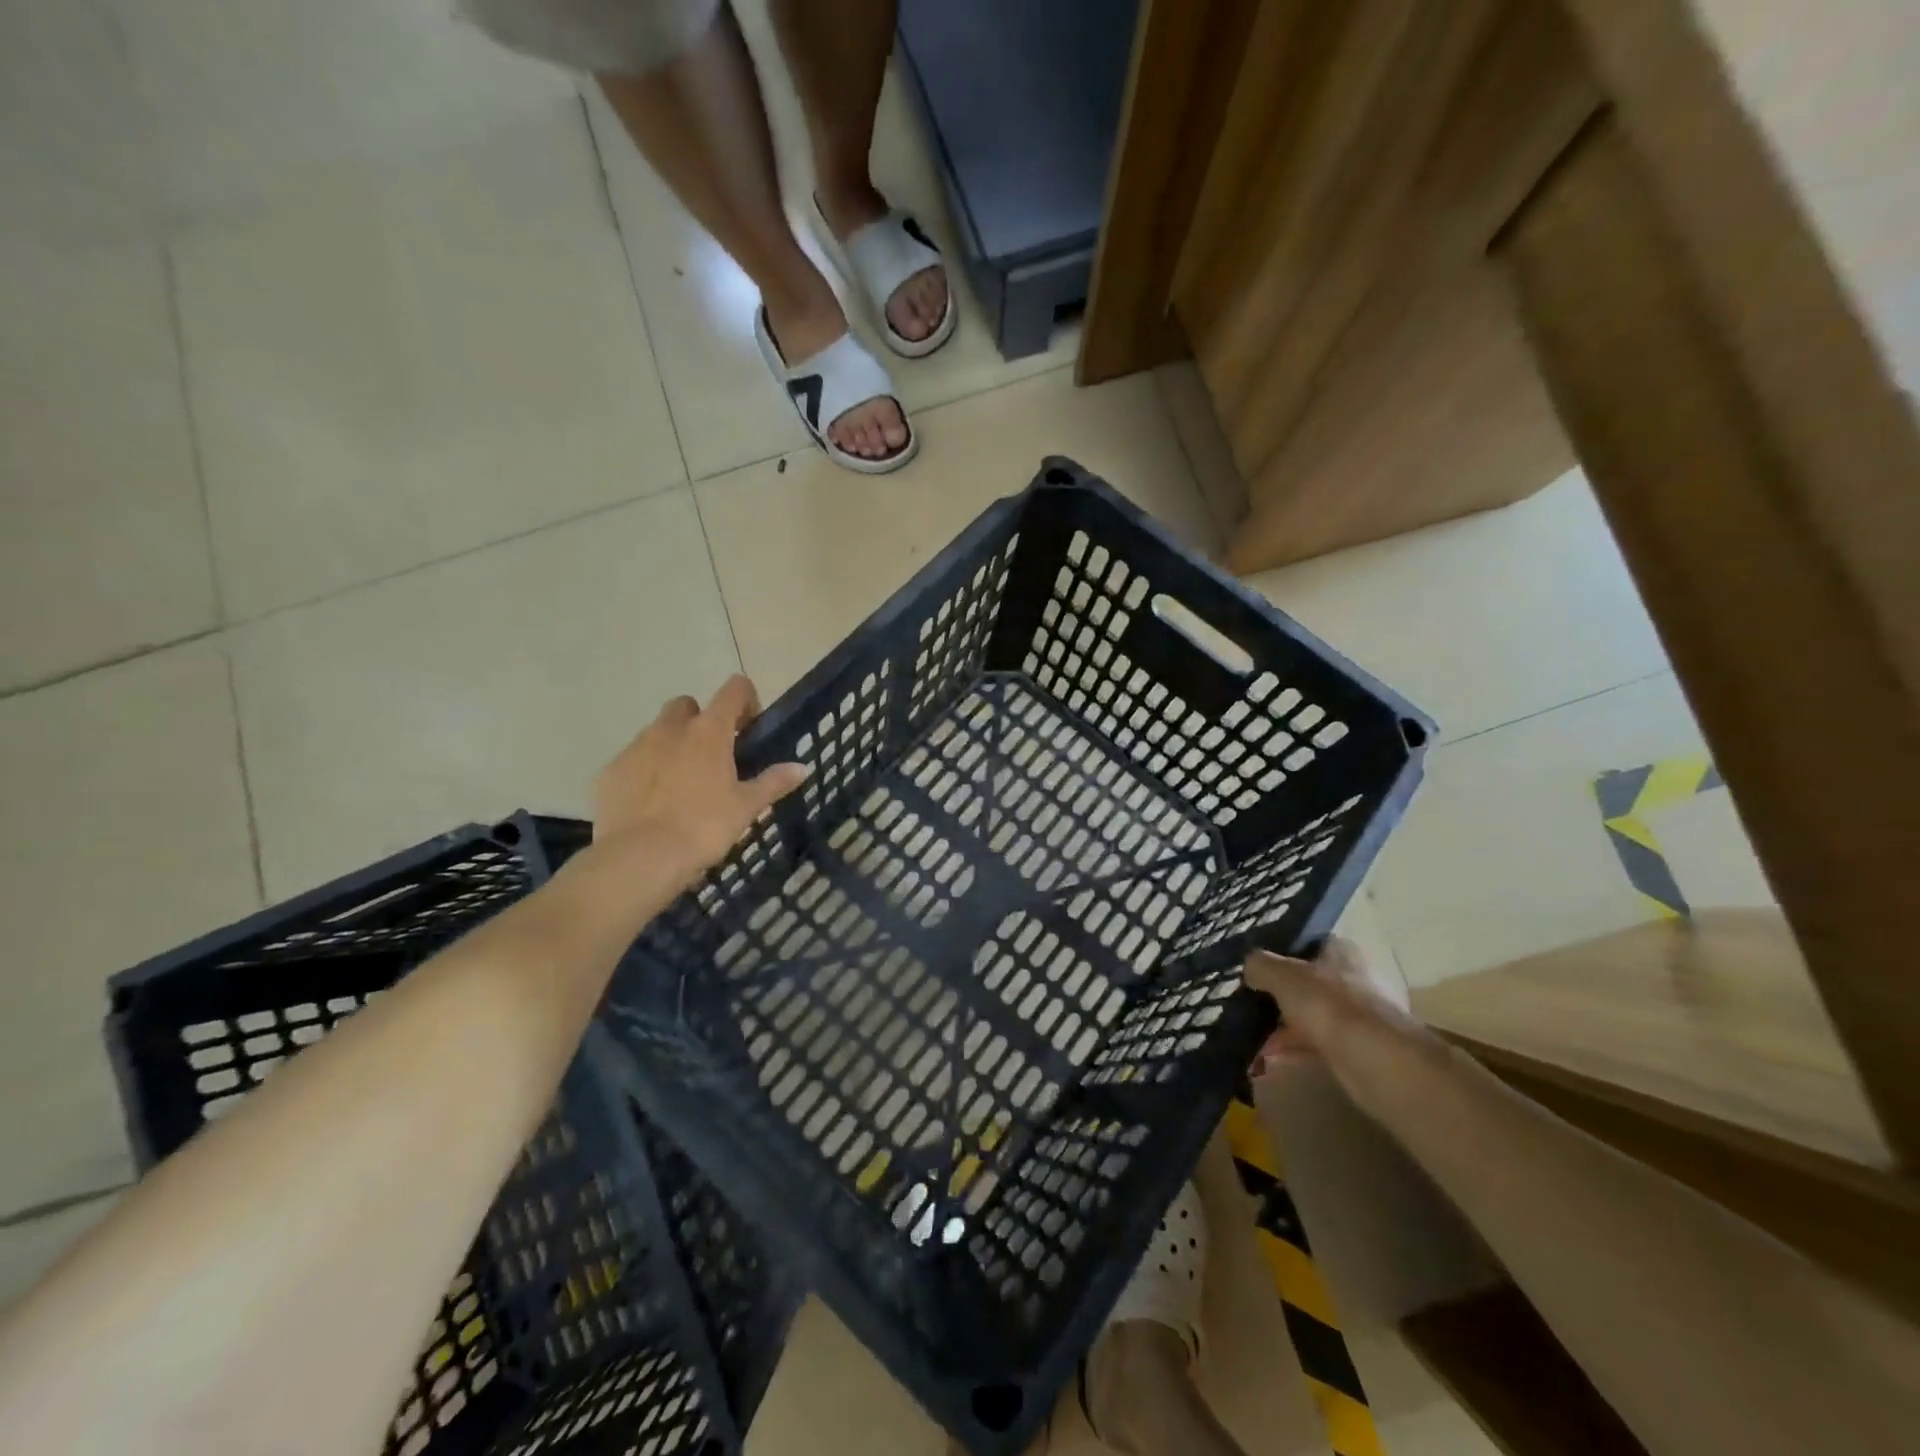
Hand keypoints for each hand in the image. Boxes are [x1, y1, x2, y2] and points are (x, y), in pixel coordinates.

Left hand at [593, 675, 806, 885]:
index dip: (745, 699)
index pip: (733, 689)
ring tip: (681, 783)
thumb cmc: (704, 828)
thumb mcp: (746, 808)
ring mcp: (635, 748)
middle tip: (712, 755)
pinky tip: (652, 803)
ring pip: (656, 732)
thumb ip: (773, 782)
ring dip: (671, 745)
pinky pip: (631, 761)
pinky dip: (644, 772)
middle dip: (699, 721)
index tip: (749, 726)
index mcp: (709, 731)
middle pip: (686, 705)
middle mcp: (669, 729)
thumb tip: (802, 767)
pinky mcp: (609, 772)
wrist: (640, 859)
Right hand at [1243, 939, 1440, 1112]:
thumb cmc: (1328, 1004)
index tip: (1255, 965)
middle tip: (1248, 1000)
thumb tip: (1249, 968)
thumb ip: (1260, 965)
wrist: (1375, 1061)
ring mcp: (1357, 1015)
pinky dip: (1293, 1048)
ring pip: (1310, 1014)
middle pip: (1307, 980)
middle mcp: (1352, 978)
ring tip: (1252, 1034)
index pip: (1307, 942)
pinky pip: (1316, 1043)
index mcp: (1340, 951)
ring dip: (1283, 1024)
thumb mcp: (1282, 975)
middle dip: (1278, 993)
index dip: (1280, 951)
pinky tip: (1269, 1057)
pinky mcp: (1355, 1048)